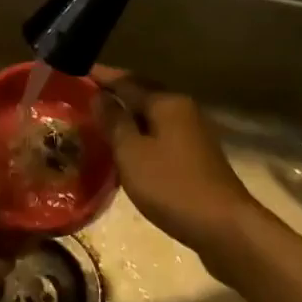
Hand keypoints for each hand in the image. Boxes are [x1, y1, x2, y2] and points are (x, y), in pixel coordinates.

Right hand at [94, 67, 253, 257]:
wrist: (226, 229)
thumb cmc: (172, 186)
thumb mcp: (131, 153)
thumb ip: (113, 121)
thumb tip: (99, 95)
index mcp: (165, 102)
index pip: (125, 80)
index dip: (100, 76)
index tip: (75, 72)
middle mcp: (181, 108)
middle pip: (142, 93)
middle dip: (114, 92)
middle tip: (85, 94)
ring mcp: (192, 132)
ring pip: (151, 114)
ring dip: (127, 113)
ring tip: (99, 118)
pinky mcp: (195, 155)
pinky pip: (160, 133)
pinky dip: (140, 132)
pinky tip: (126, 146)